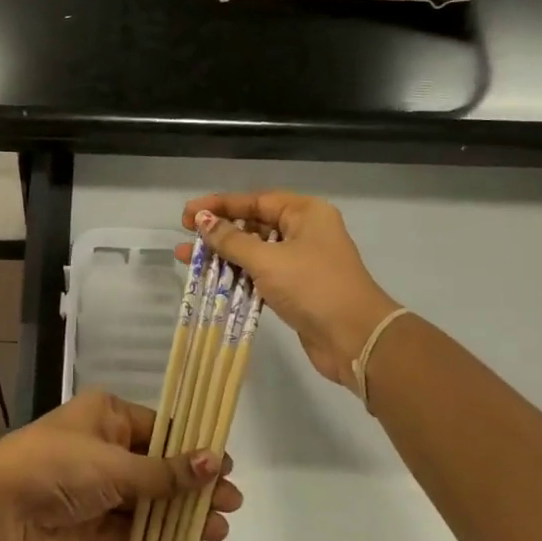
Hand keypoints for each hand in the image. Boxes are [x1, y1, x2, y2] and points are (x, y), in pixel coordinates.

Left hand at [0, 391, 244, 540]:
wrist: (0, 512)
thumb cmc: (59, 467)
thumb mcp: (115, 465)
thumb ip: (165, 472)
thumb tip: (216, 461)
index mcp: (107, 414)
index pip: (161, 428)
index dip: (194, 448)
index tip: (227, 468)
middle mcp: (102, 443)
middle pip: (157, 465)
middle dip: (193, 486)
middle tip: (232, 505)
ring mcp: (94, 483)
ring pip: (146, 498)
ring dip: (179, 513)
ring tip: (218, 531)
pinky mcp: (87, 519)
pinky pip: (128, 524)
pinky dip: (154, 534)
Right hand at [182, 191, 399, 388]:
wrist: (355, 339)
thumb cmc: (312, 287)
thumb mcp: (267, 260)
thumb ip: (231, 240)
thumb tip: (202, 221)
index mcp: (305, 213)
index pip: (254, 201)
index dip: (219, 206)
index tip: (187, 213)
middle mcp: (304, 232)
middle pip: (253, 225)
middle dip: (218, 232)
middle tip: (186, 237)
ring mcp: (301, 262)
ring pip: (254, 252)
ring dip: (223, 256)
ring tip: (188, 260)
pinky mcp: (295, 289)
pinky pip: (260, 276)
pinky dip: (237, 277)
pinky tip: (211, 282)